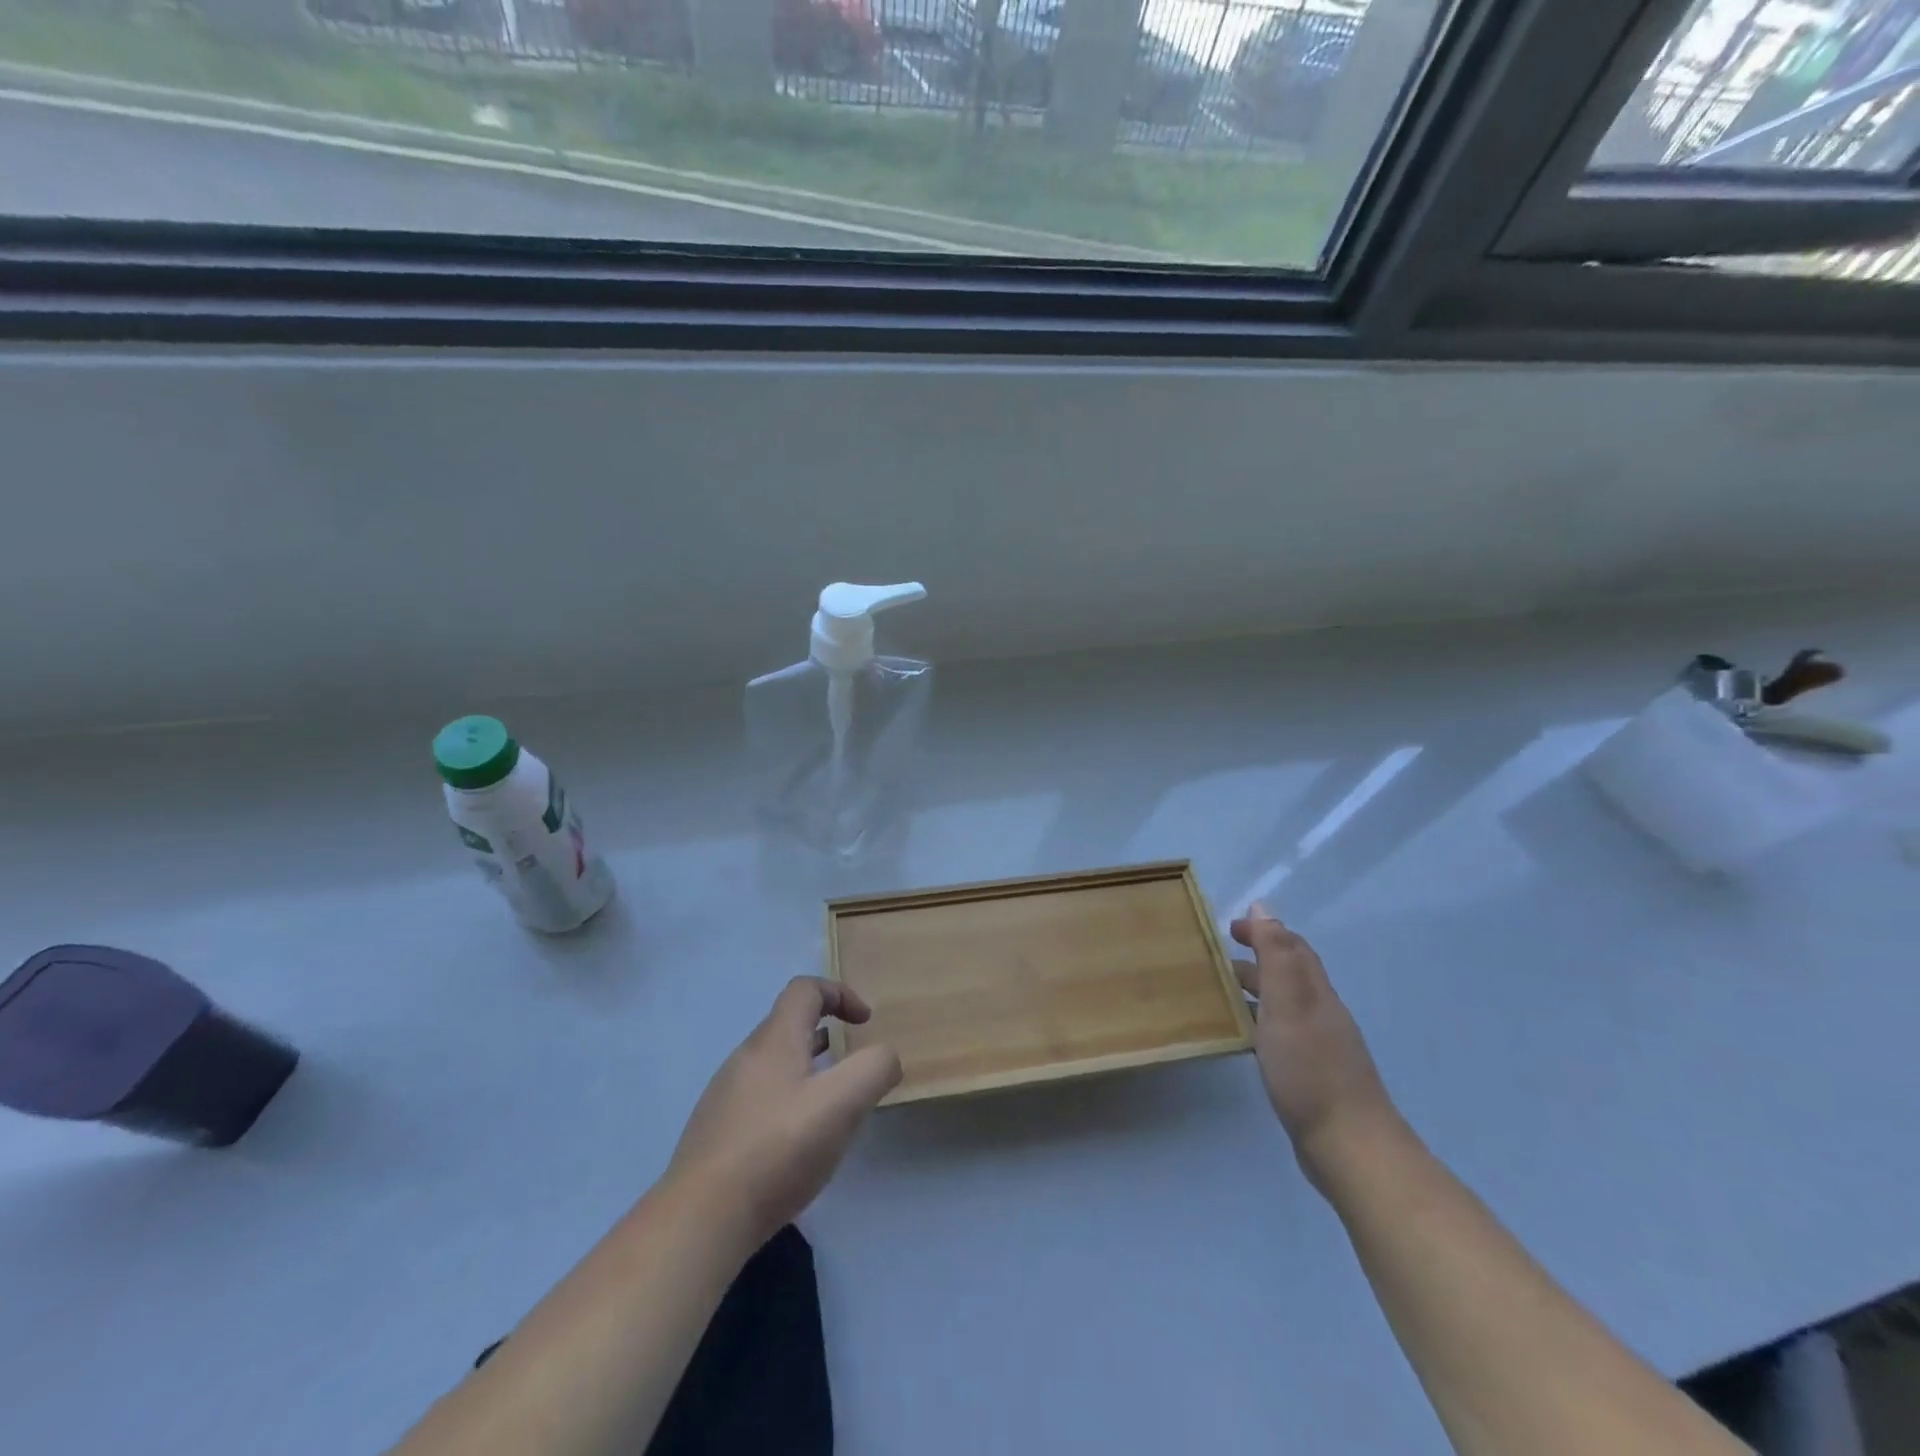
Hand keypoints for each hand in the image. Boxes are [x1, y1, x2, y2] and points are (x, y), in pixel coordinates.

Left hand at [666, 977, 901, 1248]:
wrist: (701, 1220)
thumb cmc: (778, 1149)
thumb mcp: (843, 1103)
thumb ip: (874, 1068)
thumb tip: (884, 1058)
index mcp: (775, 1040)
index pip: (805, 989)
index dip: (840, 993)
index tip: (865, 1023)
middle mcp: (745, 1057)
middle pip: (789, 1025)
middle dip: (827, 1036)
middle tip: (852, 1069)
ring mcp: (725, 1095)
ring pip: (774, 1065)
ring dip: (808, 1071)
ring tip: (830, 1107)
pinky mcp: (716, 1132)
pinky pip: (760, 1099)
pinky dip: (787, 1103)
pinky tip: (797, 1145)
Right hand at [1231, 904, 1401, 1186]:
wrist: (1349, 1147)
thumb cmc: (1310, 1070)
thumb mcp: (1287, 1004)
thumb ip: (1276, 956)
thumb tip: (1263, 908)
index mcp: (1316, 992)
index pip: (1292, 947)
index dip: (1264, 931)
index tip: (1229, 928)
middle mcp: (1322, 1013)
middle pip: (1292, 973)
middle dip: (1260, 956)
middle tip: (1220, 955)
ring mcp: (1321, 1046)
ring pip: (1287, 1003)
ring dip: (1258, 989)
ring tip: (1223, 991)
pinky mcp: (1314, 1075)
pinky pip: (1283, 1032)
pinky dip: (1262, 1021)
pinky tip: (1245, 1038)